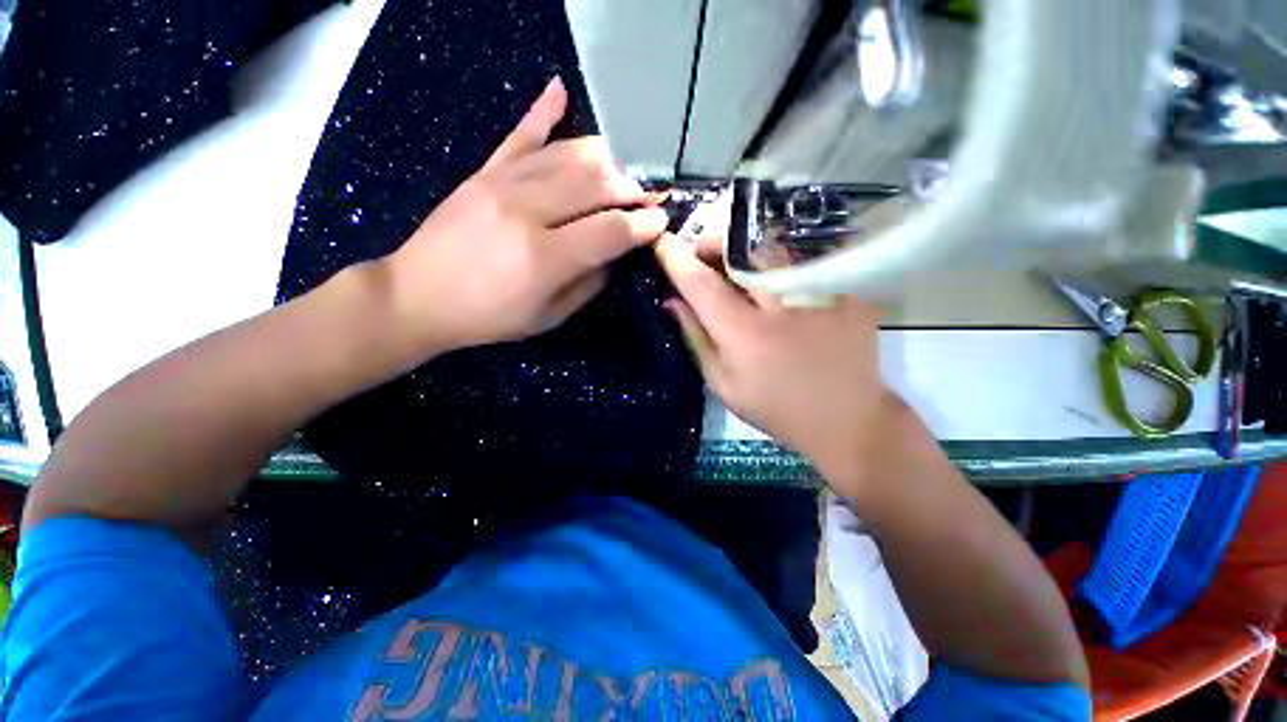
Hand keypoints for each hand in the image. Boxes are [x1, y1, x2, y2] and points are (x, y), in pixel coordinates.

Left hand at [384, 77, 668, 351]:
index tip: (661, 221)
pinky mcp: (484, 172)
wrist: (418, 296)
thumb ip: (589, 283)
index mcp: (545, 257)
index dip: (642, 225)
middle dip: (632, 189)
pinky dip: (542, 111)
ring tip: (624, 170)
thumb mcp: (549, 316)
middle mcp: (527, 211)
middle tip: (648, 197)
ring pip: (568, 156)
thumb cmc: (490, 317)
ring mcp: (502, 183)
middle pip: (595, 184)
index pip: (610, 230)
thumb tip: (617, 254)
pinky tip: (560, 90)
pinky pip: (520, 135)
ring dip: (605, 160)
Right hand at [654, 233, 899, 492]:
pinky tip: (778, 275)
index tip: (662, 242)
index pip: (700, 284)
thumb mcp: (723, 384)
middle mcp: (780, 307)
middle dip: (712, 240)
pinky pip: (807, 258)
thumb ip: (696, 339)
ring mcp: (819, 295)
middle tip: (701, 249)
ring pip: (774, 247)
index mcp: (744, 335)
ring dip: (746, 246)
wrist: (847, 420)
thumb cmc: (776, 408)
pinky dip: (783, 259)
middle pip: (740, 250)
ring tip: (737, 259)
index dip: (676, 258)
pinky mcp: (846, 292)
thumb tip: (672, 301)